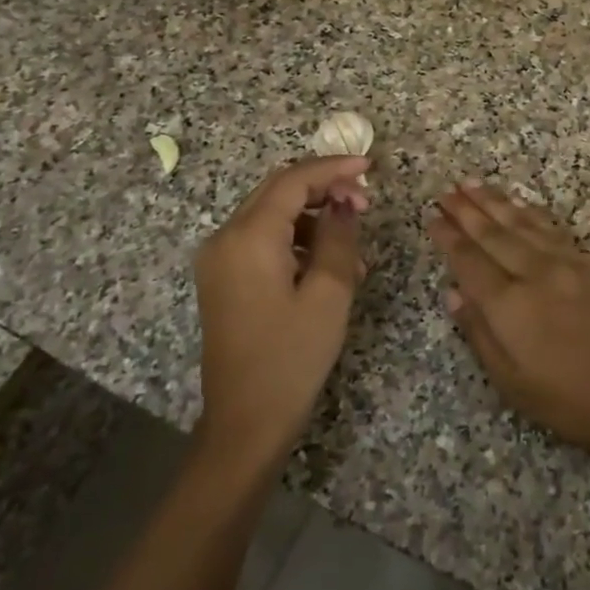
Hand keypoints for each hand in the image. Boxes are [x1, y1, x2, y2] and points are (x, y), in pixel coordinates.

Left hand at [194, 155, 370, 470]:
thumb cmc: (292, 357)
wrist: (245, 423)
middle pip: (277, 191)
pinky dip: (297, 241)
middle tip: (365, 202)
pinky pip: (262, 241)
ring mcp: (219, 260)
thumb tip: (345, 202)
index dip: (333, 168)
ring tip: (353, 247)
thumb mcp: (329, 294)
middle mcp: (225, 238)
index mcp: (248, 238)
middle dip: (323, 188)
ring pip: (272, 215)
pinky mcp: (223, 279)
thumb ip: (340, 237)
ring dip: (313, 218)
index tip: (370, 167)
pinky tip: (328, 267)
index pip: (293, 181)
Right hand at [427, 182, 589, 455]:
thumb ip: (478, 331)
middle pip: (493, 234)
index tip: (432, 216)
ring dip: (495, 201)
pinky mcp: (589, 263)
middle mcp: (534, 274)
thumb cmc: (565, 398)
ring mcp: (565, 263)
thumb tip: (453, 291)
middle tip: (445, 190)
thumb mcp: (509, 380)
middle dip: (466, 210)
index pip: (469, 261)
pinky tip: (519, 203)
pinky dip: (531, 212)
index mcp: (508, 305)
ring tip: (472, 183)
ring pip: (522, 223)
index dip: (448, 237)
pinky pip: (552, 228)